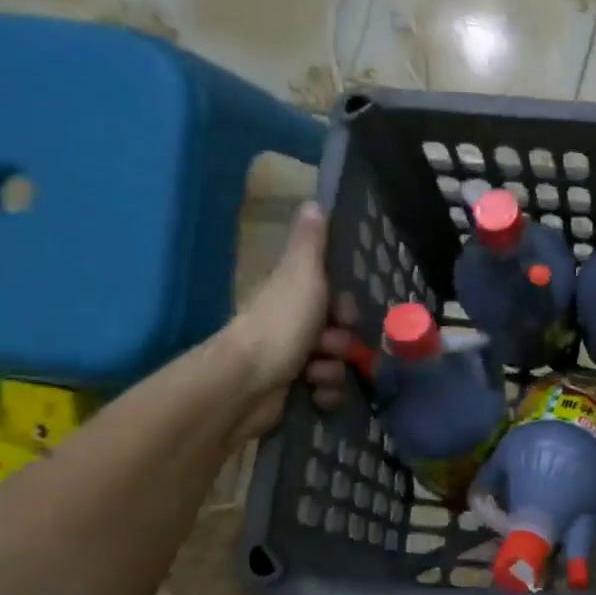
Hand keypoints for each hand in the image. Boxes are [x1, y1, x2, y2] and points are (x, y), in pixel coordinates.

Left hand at [219, 203, 363, 437]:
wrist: (248, 382)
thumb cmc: (280, 323)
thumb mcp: (301, 274)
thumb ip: (311, 243)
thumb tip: (314, 200)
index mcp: (294, 296)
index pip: (336, 300)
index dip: (348, 309)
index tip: (346, 314)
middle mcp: (293, 326)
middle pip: (340, 334)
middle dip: (343, 344)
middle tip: (331, 346)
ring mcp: (292, 360)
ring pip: (336, 364)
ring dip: (334, 371)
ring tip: (316, 374)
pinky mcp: (292, 391)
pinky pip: (327, 392)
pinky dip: (326, 394)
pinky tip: (315, 394)